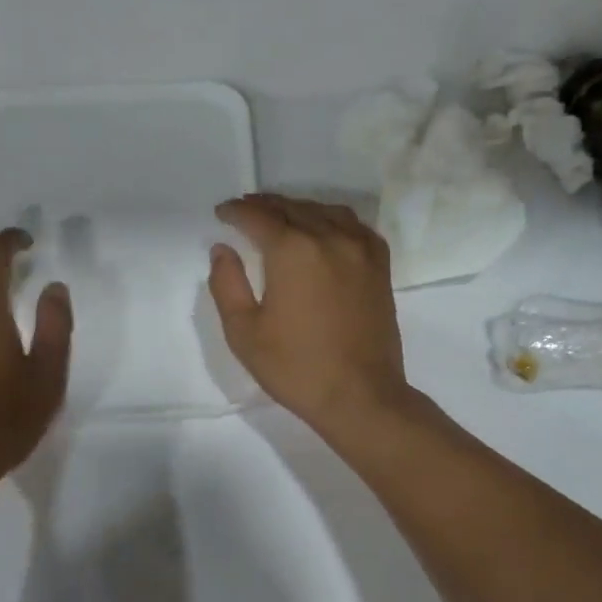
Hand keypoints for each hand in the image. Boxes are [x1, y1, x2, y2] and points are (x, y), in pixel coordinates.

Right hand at [208, 194, 414, 439]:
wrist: (360, 395)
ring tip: (281, 217)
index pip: (258, 217)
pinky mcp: (380, 266)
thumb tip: (223, 250)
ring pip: (324, 212)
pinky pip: (355, 227)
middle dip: (264, 206)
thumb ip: (227, 284)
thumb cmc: (296, 368)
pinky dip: (333, 220)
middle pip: (291, 208)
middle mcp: (329, 237)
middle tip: (245, 210)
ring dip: (298, 209)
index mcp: (293, 250)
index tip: (221, 213)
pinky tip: (325, 230)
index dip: (236, 211)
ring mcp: (360, 249)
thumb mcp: (244, 333)